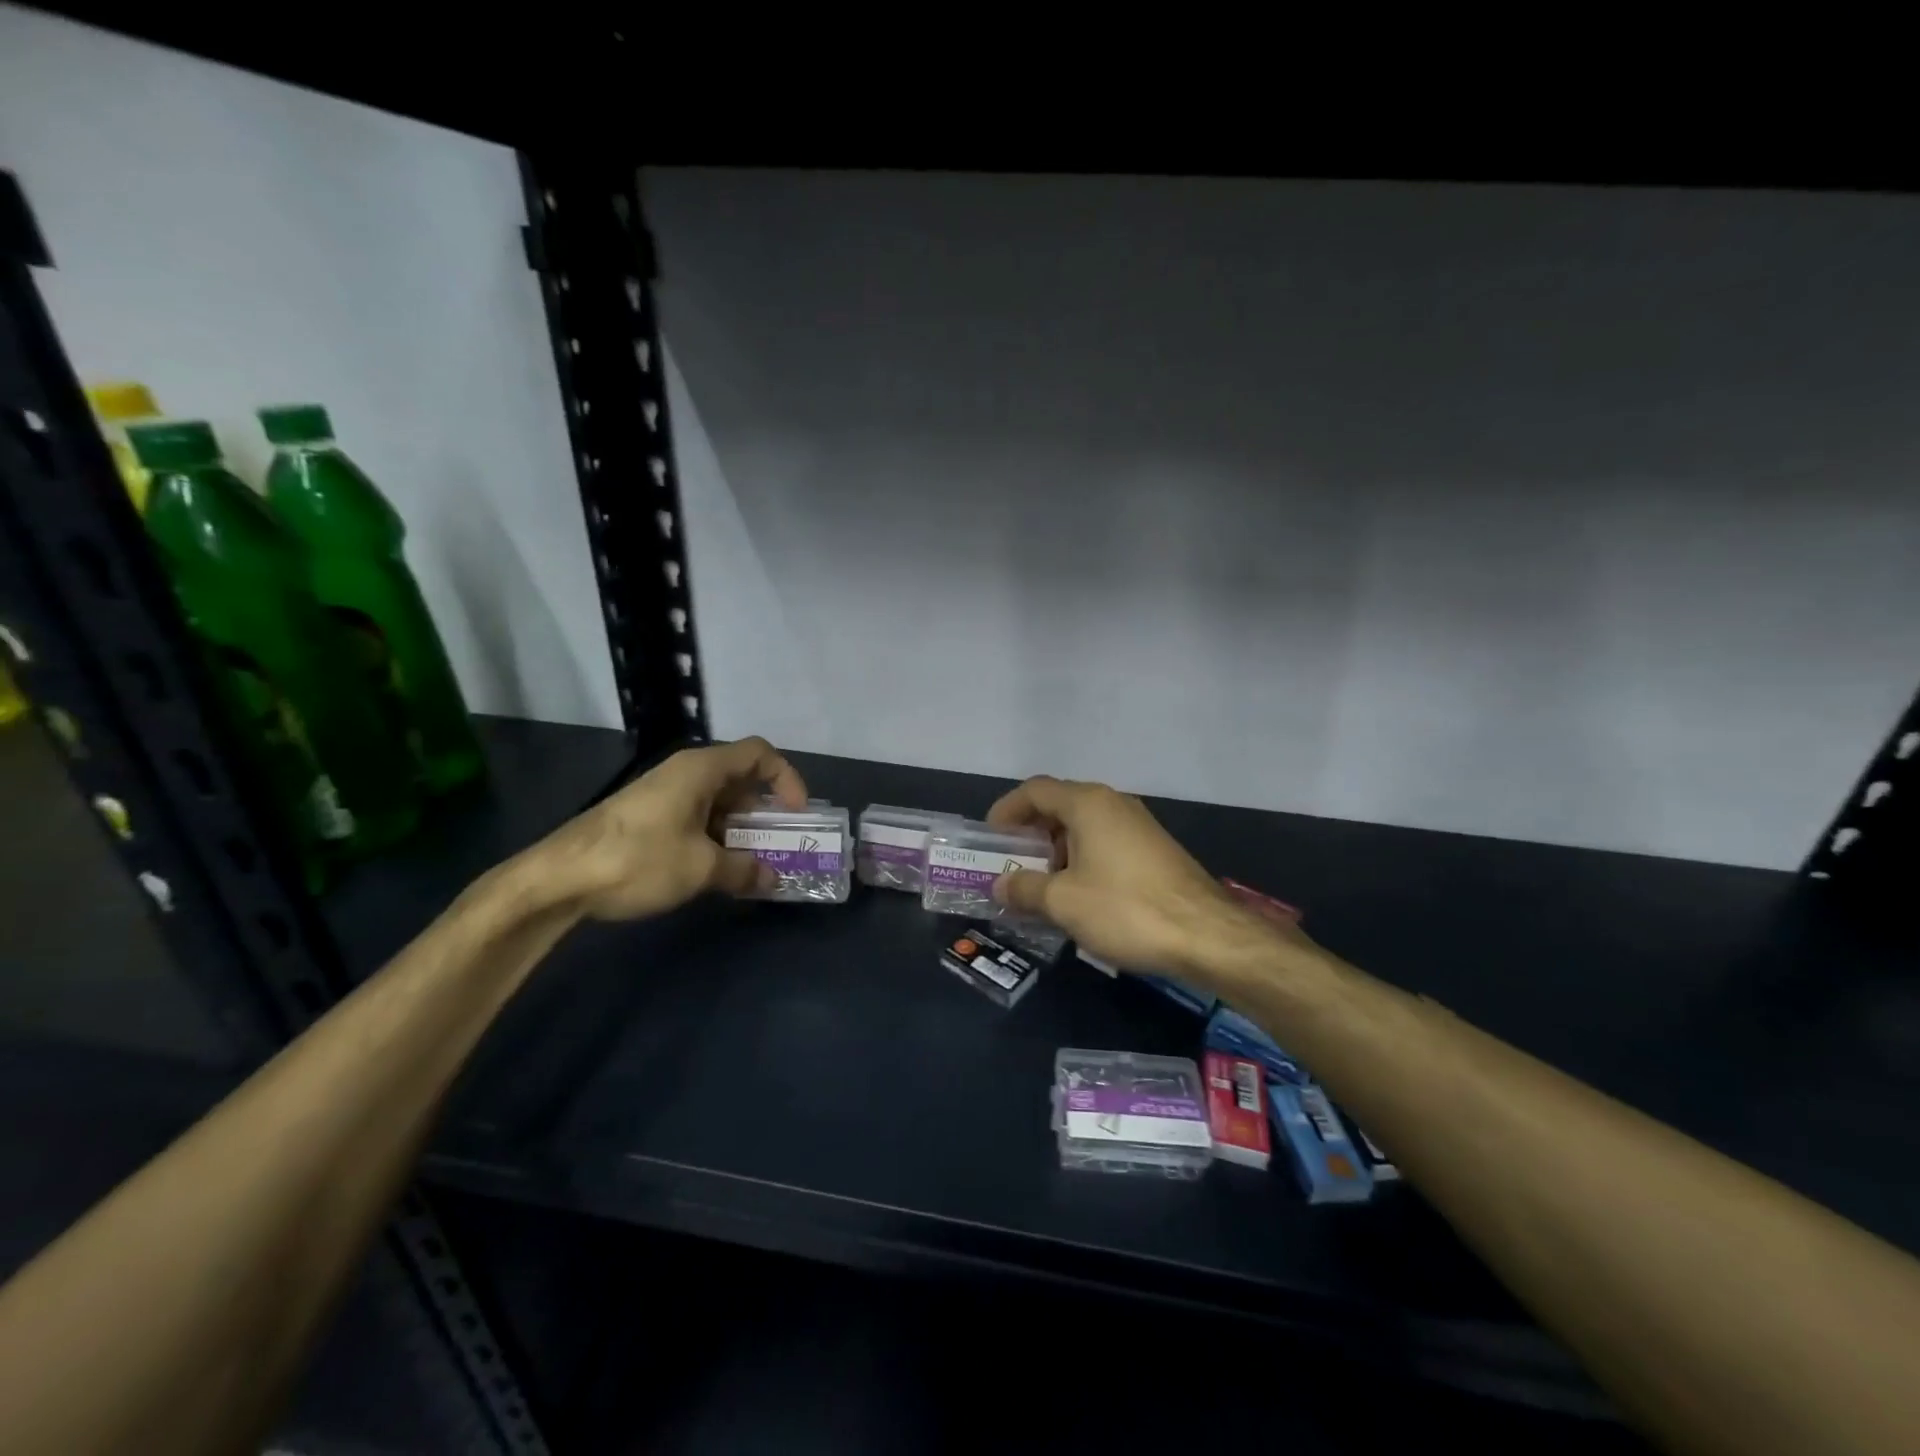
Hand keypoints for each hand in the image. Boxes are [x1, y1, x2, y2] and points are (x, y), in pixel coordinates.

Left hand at [538, 736, 807, 920]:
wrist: (557, 879)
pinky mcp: (647, 817)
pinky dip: (715, 838)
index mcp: (701, 770)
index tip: (796, 813)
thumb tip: (772, 879)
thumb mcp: (700, 868)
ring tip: (751, 865)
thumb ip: (743, 870)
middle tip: (780, 845)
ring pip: (718, 802)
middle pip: (740, 779)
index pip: (759, 753)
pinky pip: (696, 817)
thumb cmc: (637, 860)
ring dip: (740, 830)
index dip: (786, 778)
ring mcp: (663, 795)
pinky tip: (715, 870)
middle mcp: (684, 773)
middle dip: (765, 811)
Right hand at [986, 775, 1283, 980]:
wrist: (1207, 934)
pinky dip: (1083, 859)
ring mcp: (1138, 825)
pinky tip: (1080, 895)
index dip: (1006, 810)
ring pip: (1084, 826)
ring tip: (1042, 886)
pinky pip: (1106, 842)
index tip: (991, 838)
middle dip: (1031, 833)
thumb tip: (1000, 885)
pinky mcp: (1154, 849)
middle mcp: (1113, 804)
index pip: (1035, 790)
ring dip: (1057, 850)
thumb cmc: (1126, 908)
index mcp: (1087, 804)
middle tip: (1012, 864)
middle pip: (1060, 805)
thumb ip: (1024, 888)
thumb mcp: (1063, 902)